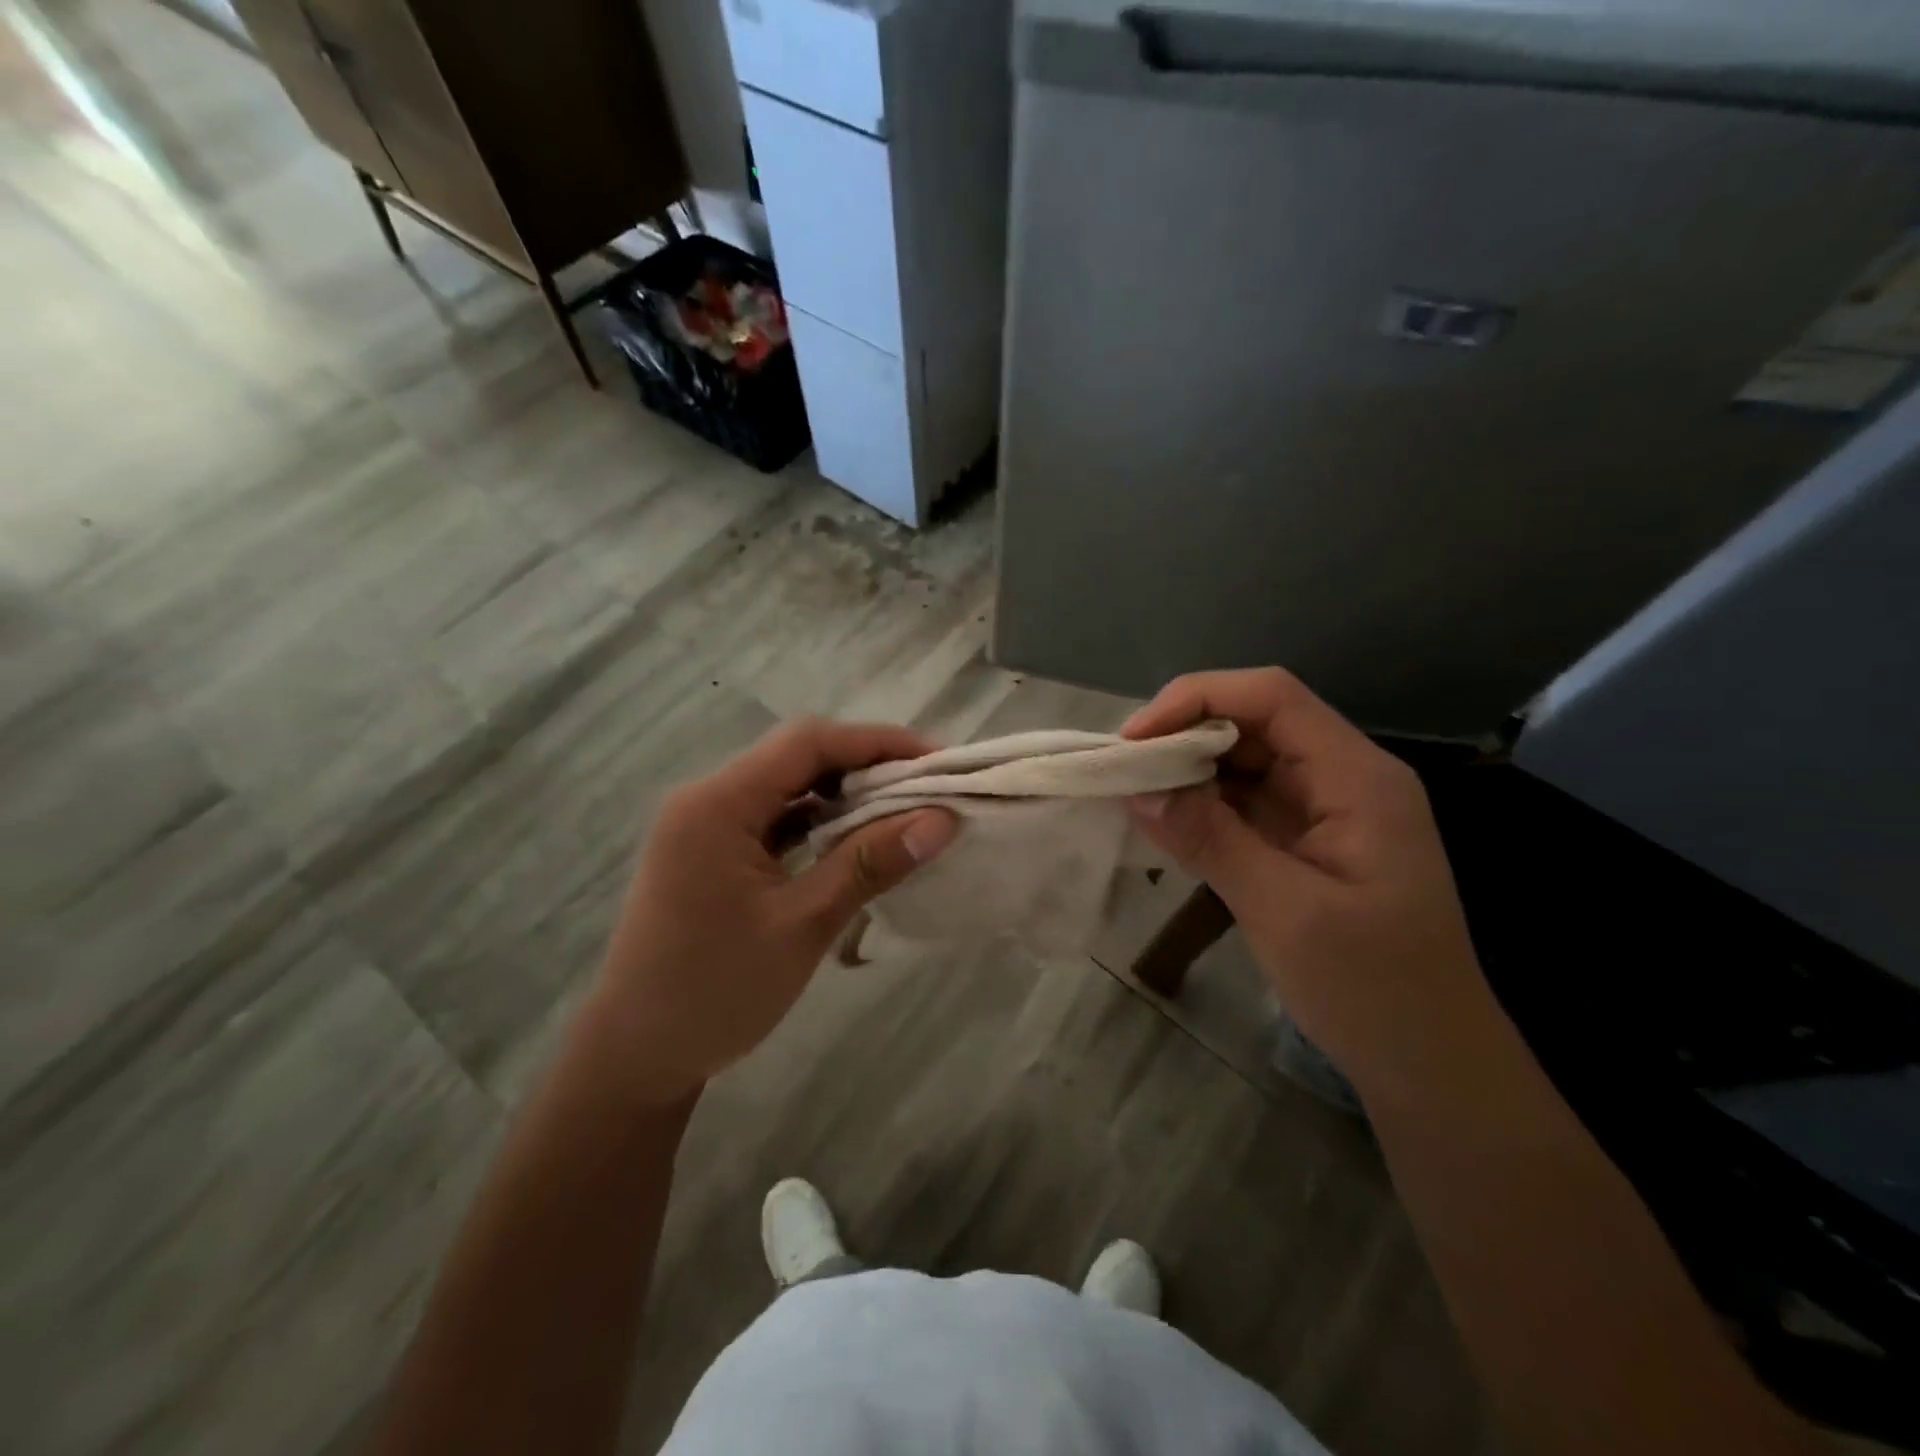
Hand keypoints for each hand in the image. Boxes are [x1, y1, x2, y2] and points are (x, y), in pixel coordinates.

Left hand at [589, 718, 957, 1105]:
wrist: (635, 1057)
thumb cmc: (716, 992)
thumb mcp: (802, 926)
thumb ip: (869, 863)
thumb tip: (940, 820)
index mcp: (718, 804)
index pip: (807, 743)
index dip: (876, 742)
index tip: (935, 760)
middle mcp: (706, 799)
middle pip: (796, 757)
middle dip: (864, 765)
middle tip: (926, 787)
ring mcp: (704, 826)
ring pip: (786, 787)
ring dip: (842, 794)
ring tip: (901, 810)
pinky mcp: (710, 852)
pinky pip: (772, 818)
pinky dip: (816, 822)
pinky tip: (853, 840)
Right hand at [1123, 668, 1490, 1102]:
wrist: (1431, 1063)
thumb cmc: (1374, 988)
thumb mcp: (1286, 913)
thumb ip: (1211, 840)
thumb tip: (1137, 788)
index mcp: (1356, 778)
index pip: (1271, 698)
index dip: (1197, 699)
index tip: (1134, 740)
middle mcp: (1341, 778)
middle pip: (1254, 722)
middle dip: (1184, 734)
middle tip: (1122, 770)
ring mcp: (1324, 810)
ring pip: (1244, 761)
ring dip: (1187, 771)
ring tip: (1132, 793)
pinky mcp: (1304, 841)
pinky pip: (1244, 803)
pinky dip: (1200, 806)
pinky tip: (1165, 822)